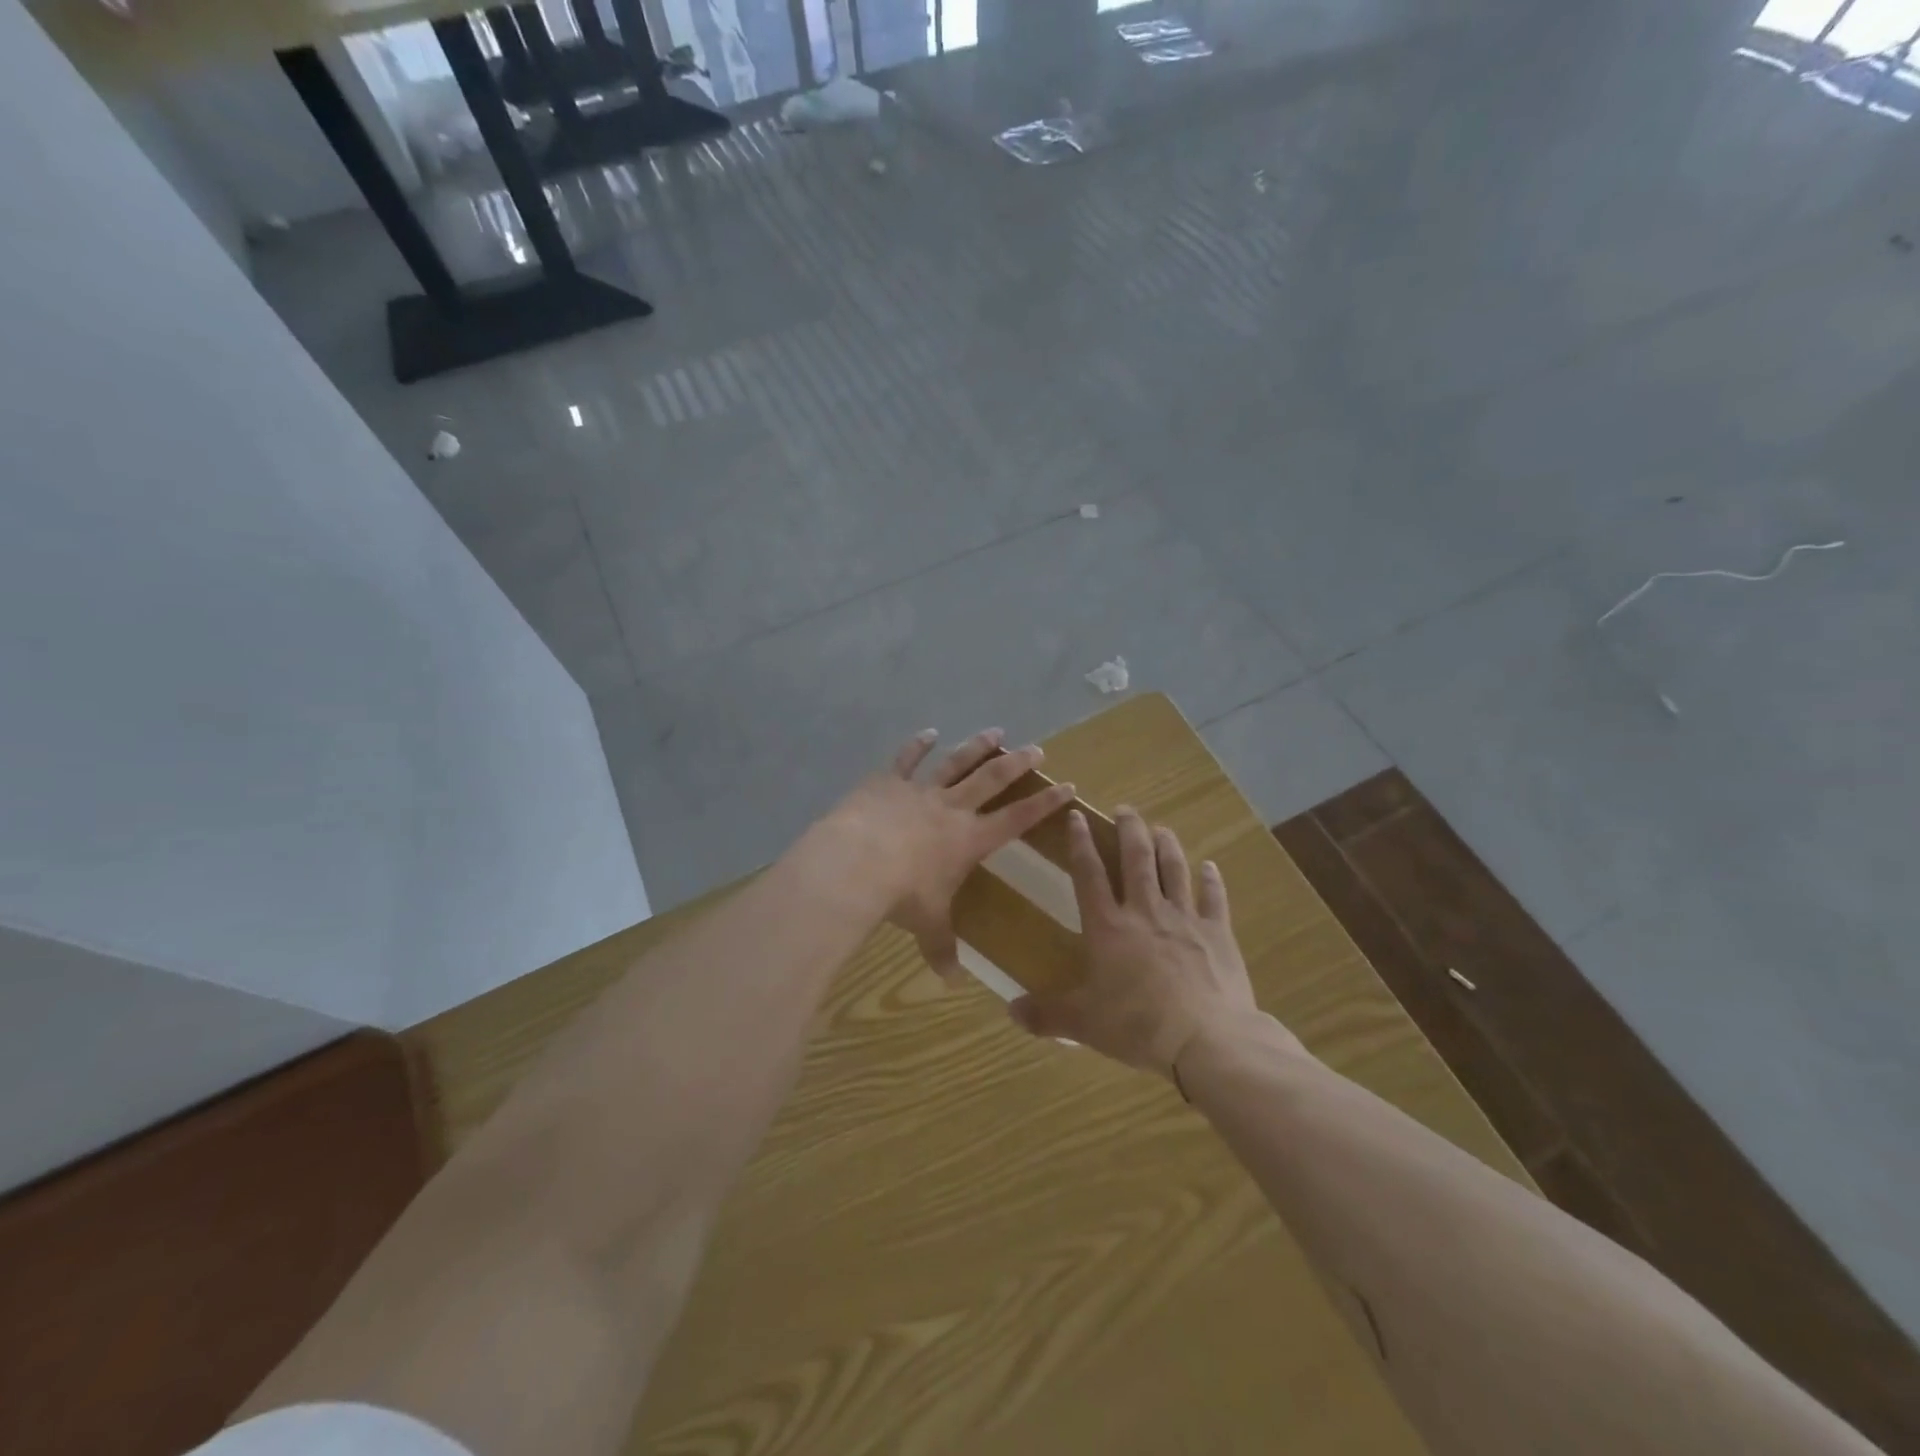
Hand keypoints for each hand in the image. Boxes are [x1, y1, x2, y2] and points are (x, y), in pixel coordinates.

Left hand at [809, 728, 1076, 979]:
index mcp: (969, 840)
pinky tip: (929, 732)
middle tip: (1036, 748)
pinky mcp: (888, 782)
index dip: (1045, 803)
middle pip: (992, 779)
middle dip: (1016, 763)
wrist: (855, 863)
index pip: (1017, 818)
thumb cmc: (901, 895)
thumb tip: (952, 981)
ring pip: (956, 762)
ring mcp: (920, 791)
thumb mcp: (927, 925)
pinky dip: (918, 745)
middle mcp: (951, 809)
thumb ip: (942, 948)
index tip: (1068, 786)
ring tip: (996, 731)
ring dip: (977, 746)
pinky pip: (906, 759)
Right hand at [1009, 806, 1260, 1076]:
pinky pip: (1214, 898)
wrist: (1206, 1038)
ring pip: (1174, 869)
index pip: (1089, 873)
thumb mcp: (1084, 1024)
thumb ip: (1047, 1014)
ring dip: (1167, 845)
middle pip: (1136, 858)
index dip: (1080, 842)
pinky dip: (1211, 880)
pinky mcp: (1218, 933)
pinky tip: (1210, 866)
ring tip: (1161, 828)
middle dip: (1129, 829)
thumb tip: (1010, 1010)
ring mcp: (1185, 919)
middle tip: (1125, 809)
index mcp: (1108, 926)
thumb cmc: (1137, 1025)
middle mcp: (1145, 911)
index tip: (1076, 816)